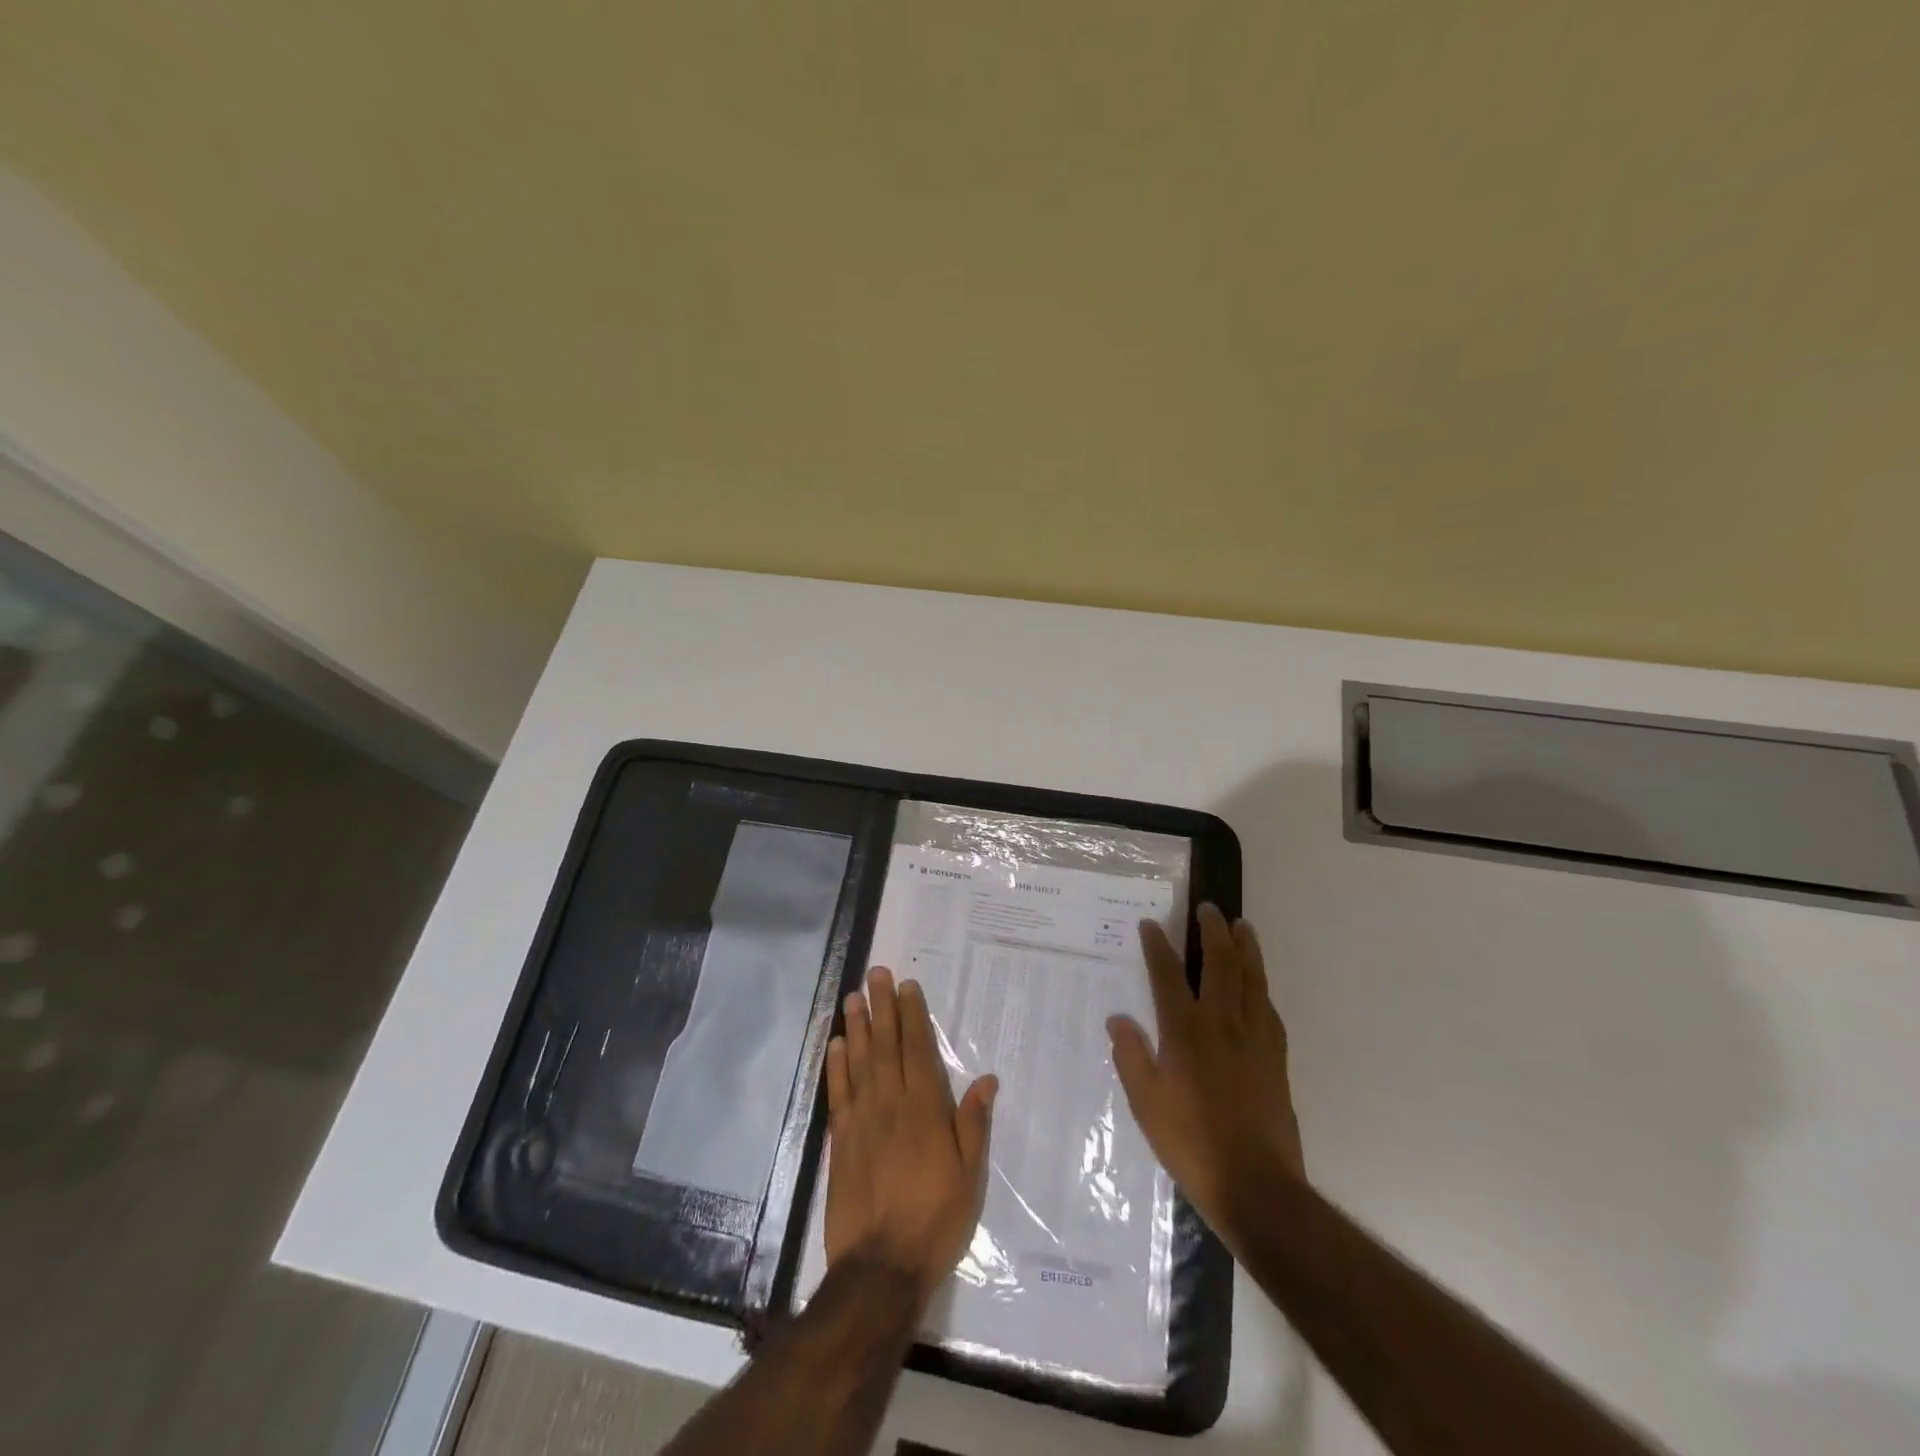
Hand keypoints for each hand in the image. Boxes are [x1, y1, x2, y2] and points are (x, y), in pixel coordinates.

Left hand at [824, 967, 997, 1305]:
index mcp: (925, 1109)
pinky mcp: (840, 1140)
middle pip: (886, 1045)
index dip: (913, 1016)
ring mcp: (862, 1120)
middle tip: (876, 974)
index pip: (918, 1050)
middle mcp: (891, 1104)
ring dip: (857, 1027)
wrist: (880, 1268)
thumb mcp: (969, 1176)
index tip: (907, 986)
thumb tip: (986, 1078)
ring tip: (854, 997)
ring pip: (859, 1061)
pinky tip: (835, 1045)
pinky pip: (838, 1093)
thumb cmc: (934, 1220)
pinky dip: (836, 1065)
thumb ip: (973, 1124)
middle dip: (882, 1007)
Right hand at [1107, 904, 1303, 1254]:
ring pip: (1253, 979)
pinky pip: (1269, 1008)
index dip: (1157, 946)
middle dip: (1212, 931)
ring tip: (1242, 926)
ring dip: (1246, 948)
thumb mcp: (1145, 1103)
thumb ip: (1131, 1056)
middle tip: (1208, 909)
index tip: (1150, 924)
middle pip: (1221, 964)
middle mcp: (1222, 1024)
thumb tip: (1118, 1019)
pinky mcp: (1276, 1057)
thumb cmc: (1191, 1144)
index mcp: (1185, 1032)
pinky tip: (1258, 985)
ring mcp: (1255, 1038)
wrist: (1257, 1185)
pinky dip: (1261, 986)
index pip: (1167, 975)